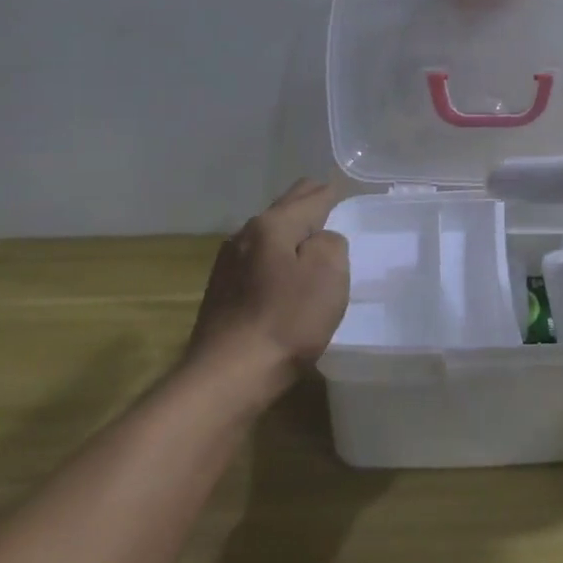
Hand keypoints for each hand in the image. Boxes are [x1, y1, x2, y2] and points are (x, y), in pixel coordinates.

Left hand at [188, 180, 349, 381]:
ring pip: (267, 233)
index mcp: (273, 225)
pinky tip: (281, 267)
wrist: (229, 375)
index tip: (341, 187)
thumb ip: (331, 243)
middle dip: (306, 202)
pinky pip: (257, 258)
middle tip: (327, 198)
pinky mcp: (221, 291)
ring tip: (308, 232)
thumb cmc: (287, 320)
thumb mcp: (328, 274)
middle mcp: (245, 235)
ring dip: (288, 229)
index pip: (309, 197)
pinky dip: (275, 254)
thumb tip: (319, 240)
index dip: (330, 192)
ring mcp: (228, 264)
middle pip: (283, 209)